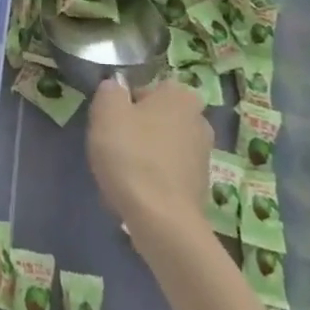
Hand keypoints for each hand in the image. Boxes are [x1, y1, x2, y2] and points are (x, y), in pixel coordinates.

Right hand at [87, 78, 211, 244]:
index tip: (110, 124)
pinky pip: (167, 174)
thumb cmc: (132, 155)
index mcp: (180, 95)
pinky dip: (152, 180)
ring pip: (160, 146)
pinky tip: (136, 194)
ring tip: (121, 175)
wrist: (162, 221)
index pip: (144, 89)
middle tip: (113, 148)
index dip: (123, 105)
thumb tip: (116, 89)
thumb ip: (110, 90)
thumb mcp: (107, 111)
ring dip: (143, 156)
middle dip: (136, 130)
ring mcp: (203, 156)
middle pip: (155, 118)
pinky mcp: (200, 187)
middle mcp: (199, 120)